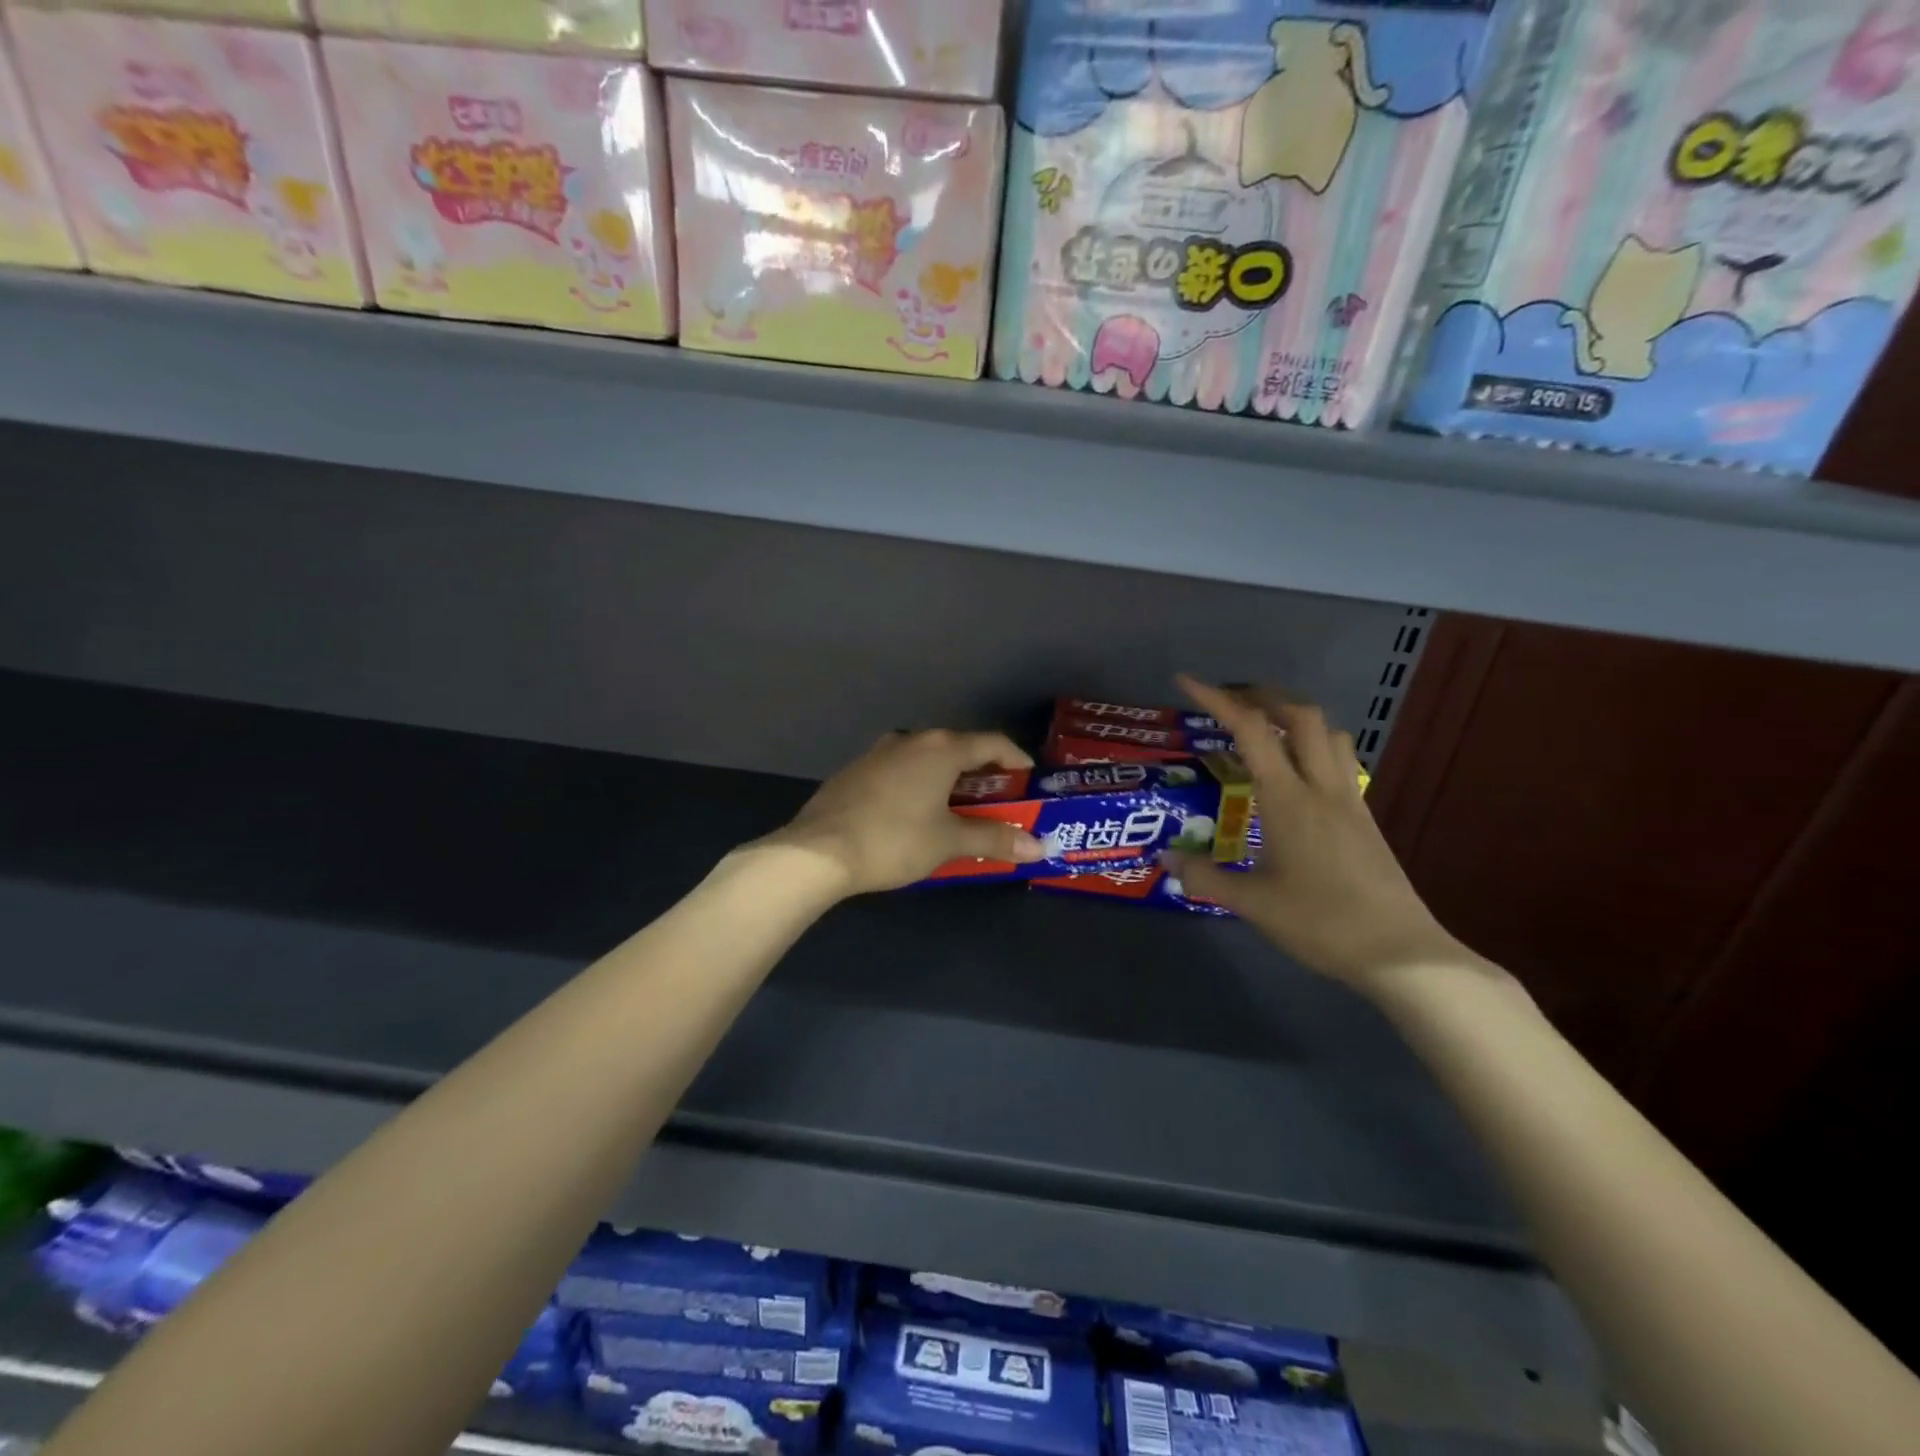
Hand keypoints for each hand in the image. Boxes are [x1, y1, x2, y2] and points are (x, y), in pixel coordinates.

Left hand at [762, 730, 1044, 895]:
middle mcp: (911, 740)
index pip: (993, 744)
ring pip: (926, 760)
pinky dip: (918, 787)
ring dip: (948, 782)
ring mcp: (878, 753)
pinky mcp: (855, 771)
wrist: (818, 851)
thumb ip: (994, 839)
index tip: (1030, 784)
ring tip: (957, 812)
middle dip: (982, 777)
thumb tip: (1038, 847)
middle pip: (959, 750)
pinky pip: (900, 772)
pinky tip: (913, 816)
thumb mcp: (949, 842)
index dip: (1017, 762)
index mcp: (940, 748)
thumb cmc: (894, 840)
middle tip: (998, 805)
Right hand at [1165, 676, 1464, 987]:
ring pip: (1329, 734)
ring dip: (1296, 718)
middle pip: (1301, 716)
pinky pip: (1340, 762)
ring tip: (1265, 729)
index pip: (1250, 730)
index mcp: (1288, 799)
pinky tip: (1296, 777)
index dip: (1216, 700)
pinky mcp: (1365, 819)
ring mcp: (1350, 801)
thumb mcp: (1252, 903)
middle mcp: (1321, 787)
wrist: (1401, 953)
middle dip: (1263, 696)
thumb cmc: (1321, 923)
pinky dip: (1314, 747)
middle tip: (1230, 702)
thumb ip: (1204, 876)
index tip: (1187, 681)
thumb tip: (1165, 858)